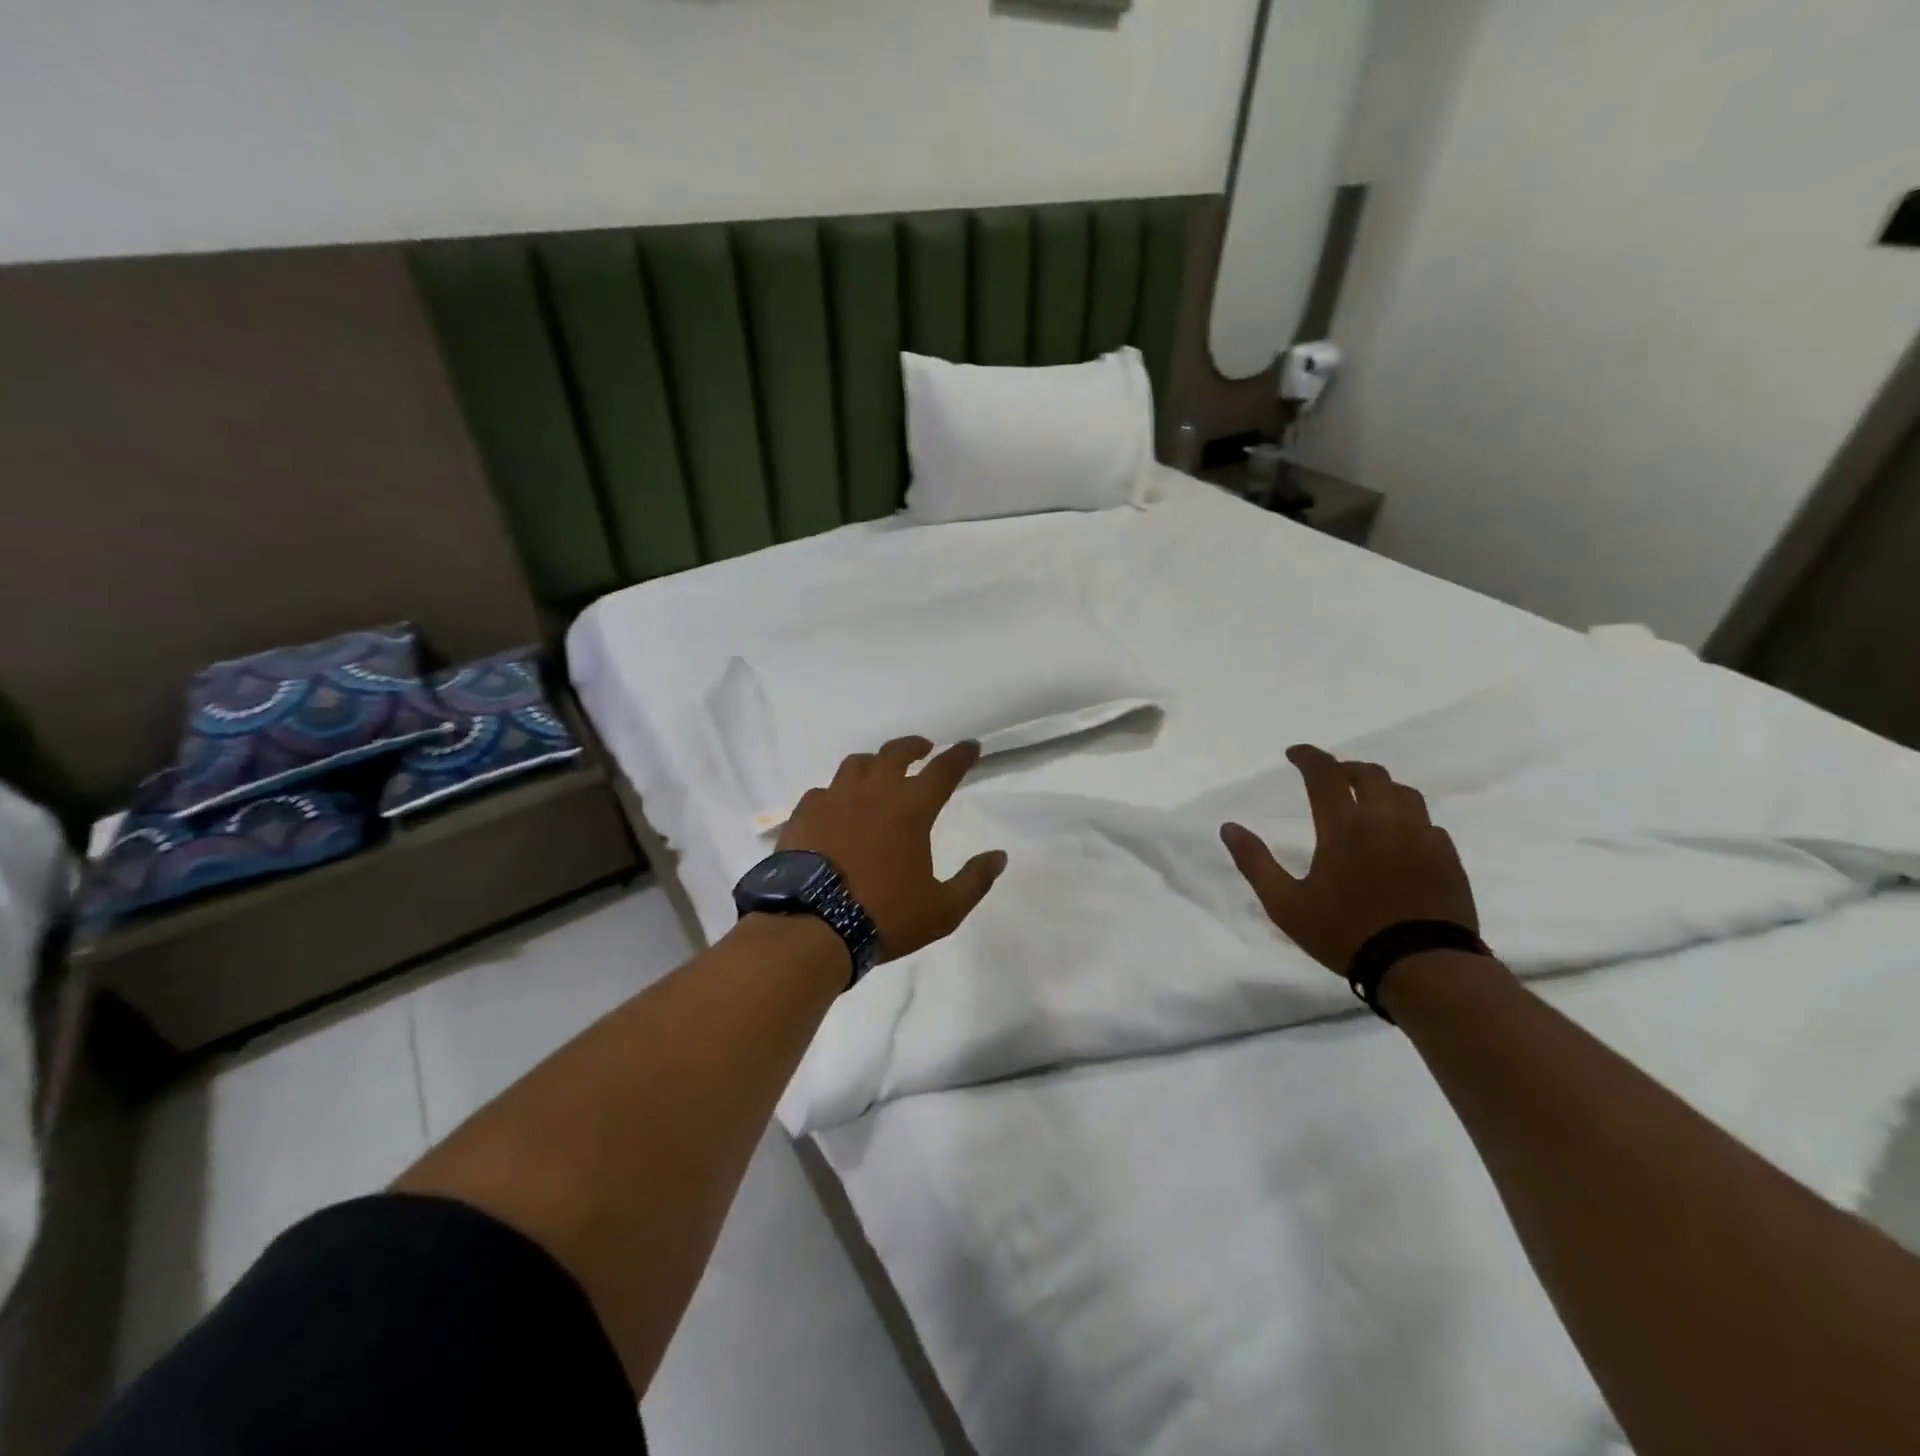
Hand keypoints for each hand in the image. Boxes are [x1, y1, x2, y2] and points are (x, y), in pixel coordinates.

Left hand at [778, 737, 1007, 962]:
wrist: (812, 927)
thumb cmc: (884, 916)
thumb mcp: (943, 909)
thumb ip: (974, 880)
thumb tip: (999, 857)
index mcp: (911, 808)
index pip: (943, 769)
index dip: (960, 755)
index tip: (970, 746)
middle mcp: (873, 792)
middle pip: (896, 752)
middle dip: (915, 746)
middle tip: (924, 749)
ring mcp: (834, 799)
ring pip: (856, 764)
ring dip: (874, 762)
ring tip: (879, 772)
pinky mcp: (804, 814)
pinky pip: (823, 791)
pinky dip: (837, 793)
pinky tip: (837, 807)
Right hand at [1219, 744, 1476, 974]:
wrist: (1423, 967)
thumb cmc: (1346, 933)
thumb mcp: (1286, 905)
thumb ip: (1255, 862)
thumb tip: (1228, 828)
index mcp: (1344, 826)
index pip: (1325, 773)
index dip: (1308, 756)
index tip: (1294, 753)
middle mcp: (1386, 820)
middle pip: (1369, 774)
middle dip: (1345, 768)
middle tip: (1329, 778)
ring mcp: (1423, 837)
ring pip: (1403, 793)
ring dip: (1379, 789)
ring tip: (1365, 802)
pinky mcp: (1448, 857)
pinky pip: (1427, 823)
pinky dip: (1406, 818)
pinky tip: (1398, 838)